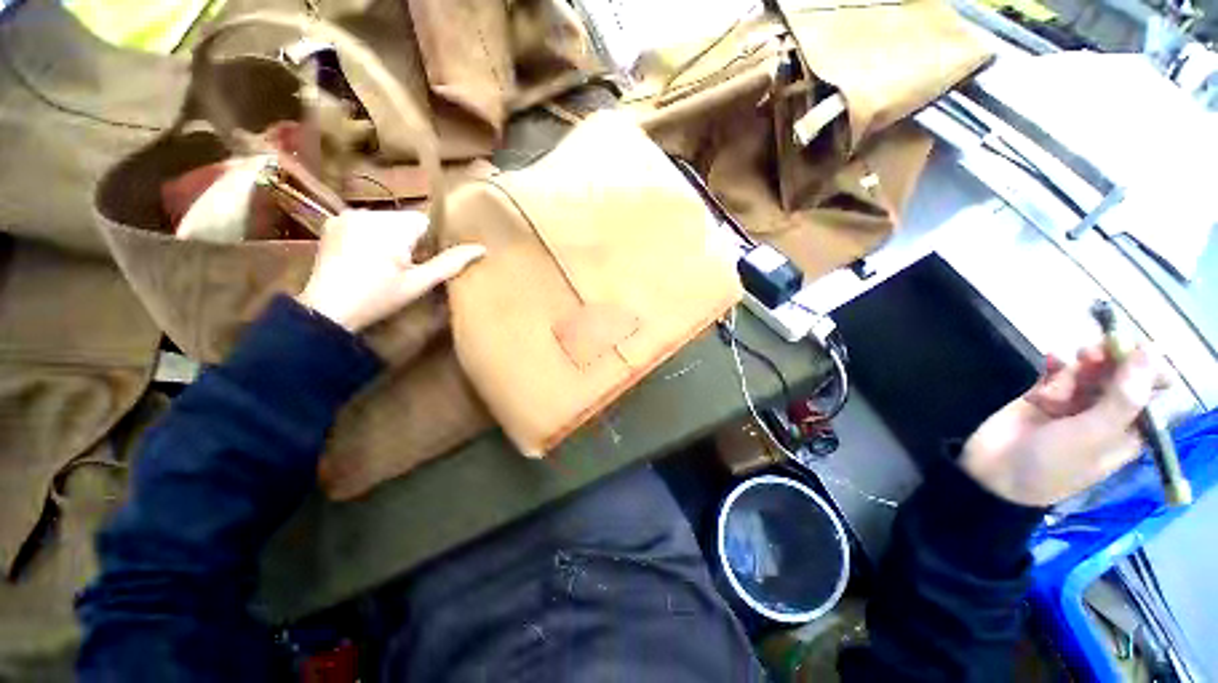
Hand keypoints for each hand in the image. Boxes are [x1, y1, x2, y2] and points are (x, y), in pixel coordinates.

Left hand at [297, 210, 484, 331]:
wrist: (328, 310)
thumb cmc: (378, 298)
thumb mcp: (419, 284)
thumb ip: (450, 264)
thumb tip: (481, 249)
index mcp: (391, 228)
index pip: (425, 222)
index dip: (429, 243)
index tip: (421, 263)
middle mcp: (368, 213)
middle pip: (405, 220)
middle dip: (409, 239)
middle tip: (403, 268)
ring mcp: (347, 215)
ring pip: (387, 220)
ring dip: (391, 237)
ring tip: (383, 264)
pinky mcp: (333, 222)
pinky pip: (366, 222)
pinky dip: (372, 235)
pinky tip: (365, 257)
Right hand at [961, 344, 1167, 506]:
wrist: (996, 470)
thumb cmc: (1054, 462)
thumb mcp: (1093, 435)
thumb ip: (1123, 397)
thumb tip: (1151, 352)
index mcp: (1129, 429)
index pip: (1152, 391)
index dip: (1148, 366)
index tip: (1132, 349)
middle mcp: (1106, 413)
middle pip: (1119, 375)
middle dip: (1108, 360)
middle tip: (1089, 354)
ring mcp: (1074, 404)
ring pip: (1088, 370)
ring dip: (1077, 367)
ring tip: (1058, 372)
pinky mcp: (1044, 395)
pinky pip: (1057, 371)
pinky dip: (1055, 364)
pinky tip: (1049, 361)